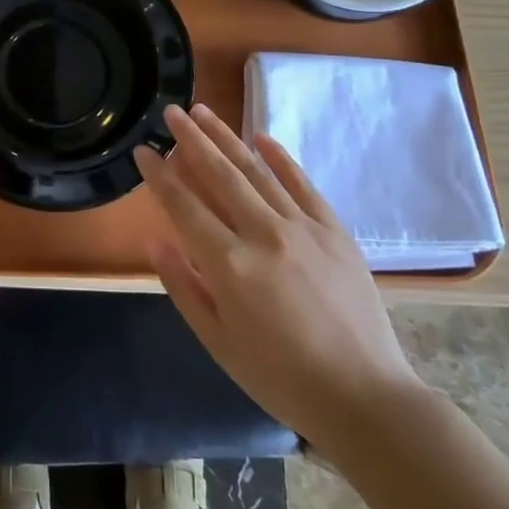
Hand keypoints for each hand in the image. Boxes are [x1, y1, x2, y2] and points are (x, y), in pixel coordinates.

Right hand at [135, 104, 426, 456]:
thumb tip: (155, 239)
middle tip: (171, 111)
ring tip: (203, 110)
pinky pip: (302, 183)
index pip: (184, 206)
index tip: (143, 150)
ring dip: (227, 137)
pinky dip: (280, 157)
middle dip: (190, 139)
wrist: (364, 398)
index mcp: (230, 265)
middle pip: (219, 174)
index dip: (160, 176)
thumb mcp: (217, 341)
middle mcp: (263, 234)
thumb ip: (182, 286)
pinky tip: (260, 136)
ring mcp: (303, 228)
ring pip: (256, 170)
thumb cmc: (280, 377)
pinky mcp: (335, 231)